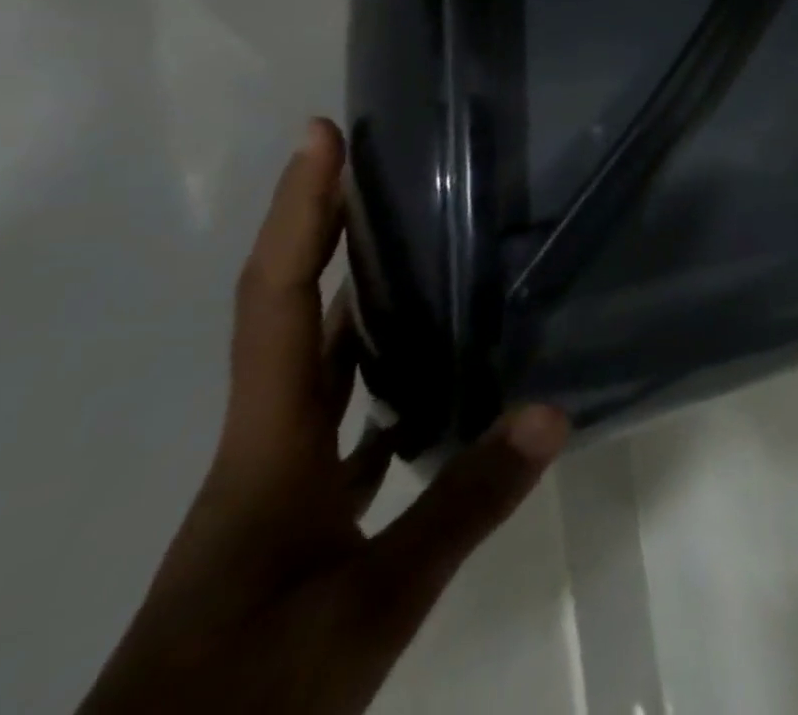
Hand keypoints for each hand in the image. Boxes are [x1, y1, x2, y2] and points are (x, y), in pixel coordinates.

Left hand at [79, 120, 569, 714]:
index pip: (279, 299)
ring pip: (322, 365)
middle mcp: (269, 444)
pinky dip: (385, 381)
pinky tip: (442, 383)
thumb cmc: (244, 693)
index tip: (321, 138)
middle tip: (391, 171)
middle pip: (296, 313)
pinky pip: (346, 420)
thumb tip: (553, 407)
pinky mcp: (297, 520)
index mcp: (269, 443)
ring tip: (432, 250)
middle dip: (332, 233)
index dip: (301, 212)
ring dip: (362, 300)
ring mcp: (279, 484)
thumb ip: (461, 506)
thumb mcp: (365, 609)